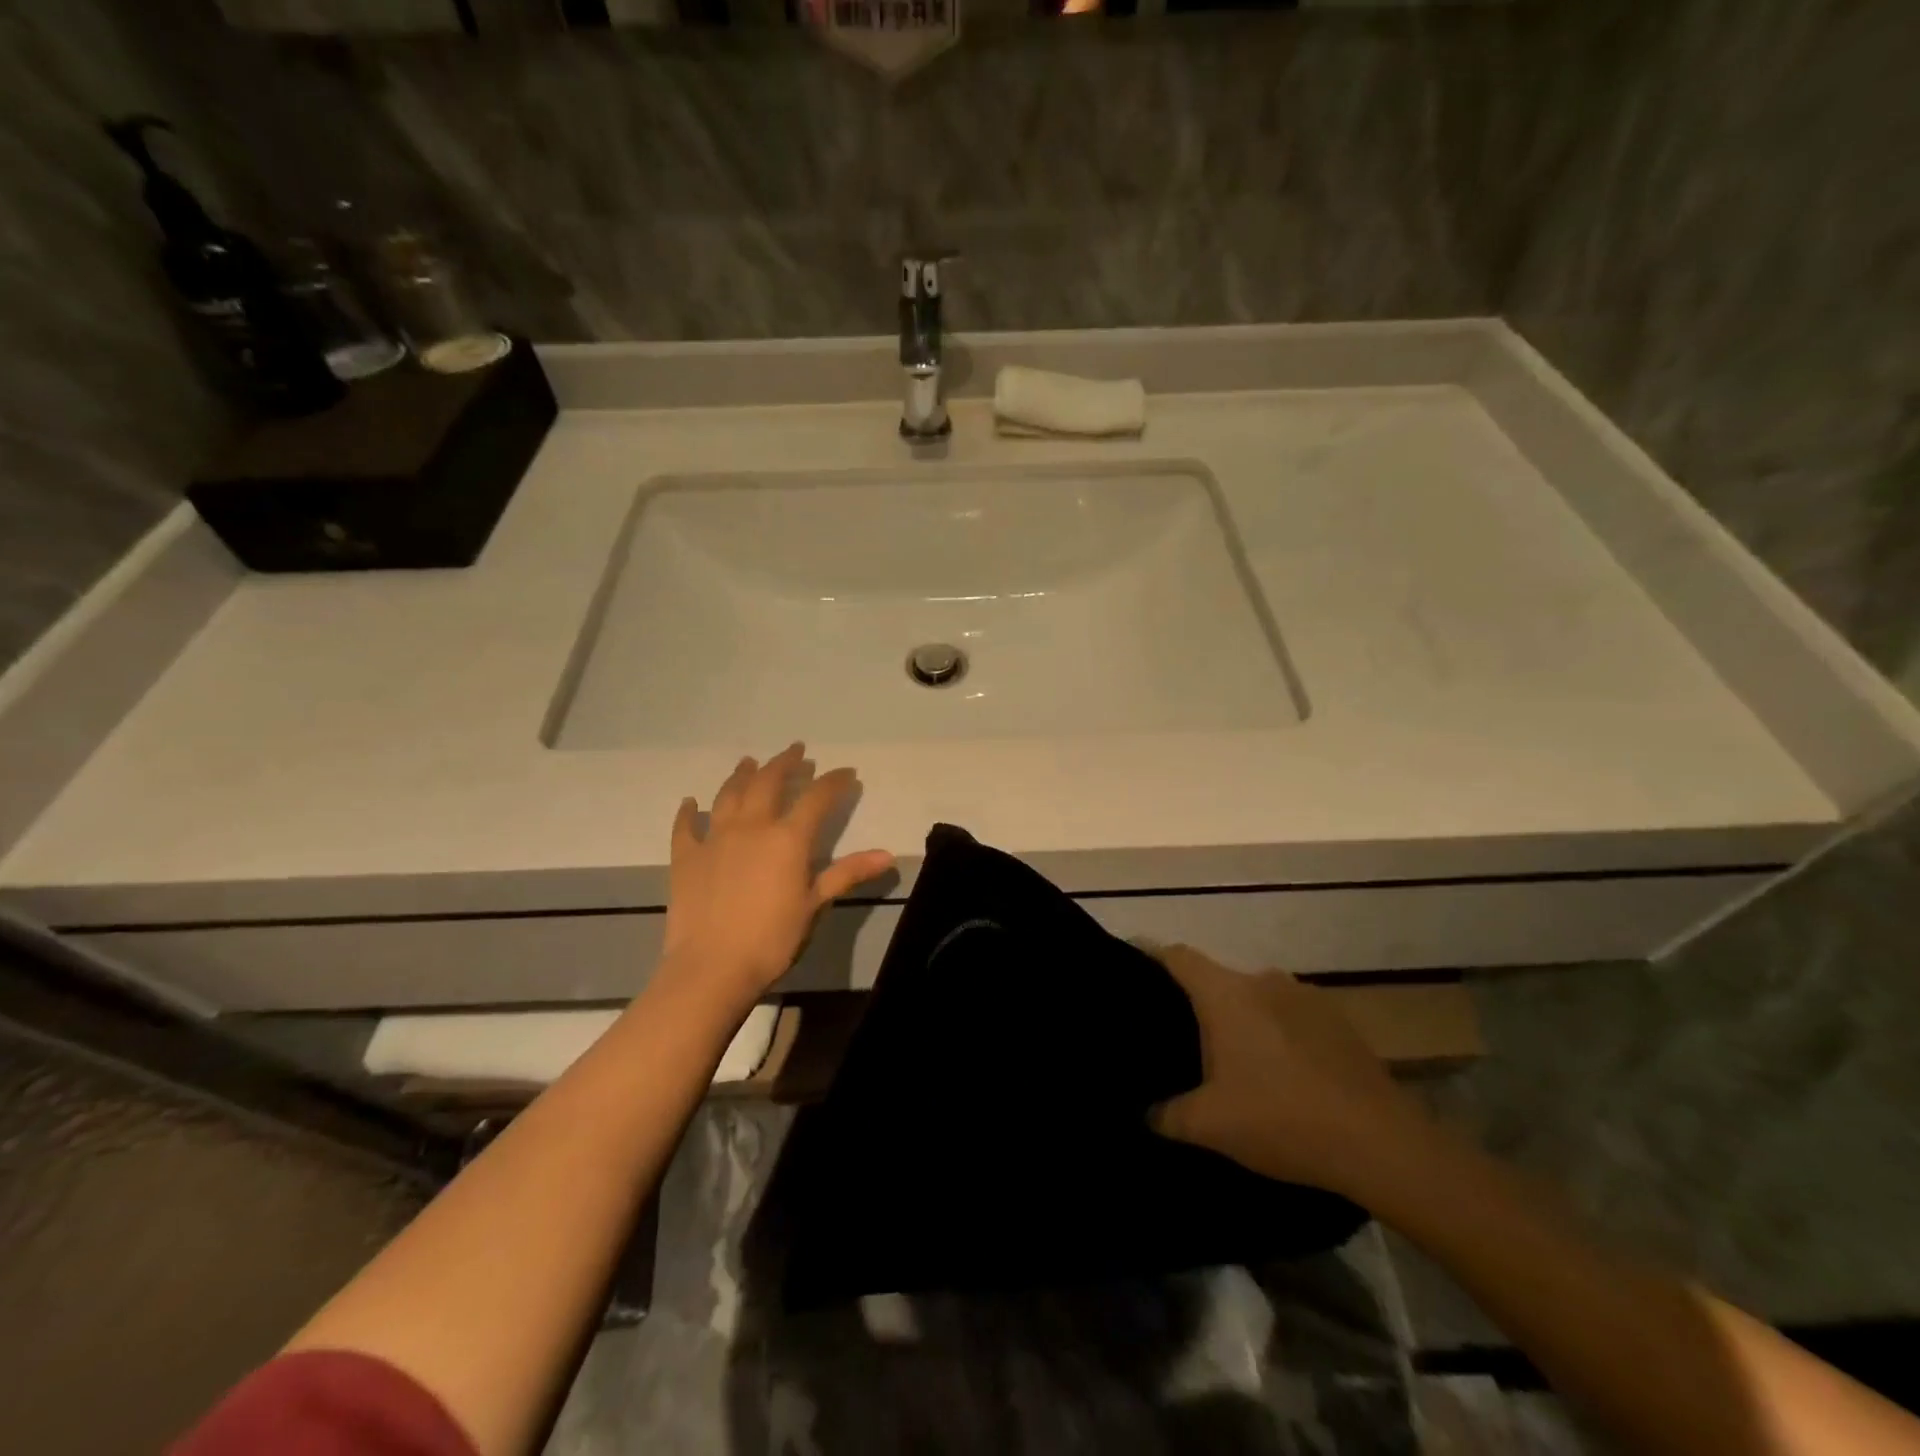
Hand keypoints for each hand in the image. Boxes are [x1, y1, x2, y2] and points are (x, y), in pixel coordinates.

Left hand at [661, 743, 894, 1008]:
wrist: (711, 967)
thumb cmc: (771, 938)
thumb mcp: (815, 905)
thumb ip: (847, 874)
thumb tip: (887, 854)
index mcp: (787, 838)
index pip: (817, 798)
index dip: (834, 782)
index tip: (847, 773)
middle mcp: (751, 826)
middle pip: (769, 782)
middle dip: (785, 763)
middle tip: (796, 750)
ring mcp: (714, 838)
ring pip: (729, 794)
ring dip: (741, 775)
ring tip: (749, 762)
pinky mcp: (686, 857)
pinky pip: (685, 826)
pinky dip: (688, 812)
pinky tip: (690, 802)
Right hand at [1148, 944, 1431, 1201]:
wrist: (1381, 1144)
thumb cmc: (1281, 1120)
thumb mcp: (1209, 1126)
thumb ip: (1166, 1116)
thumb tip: (1144, 1113)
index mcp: (1225, 993)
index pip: (1177, 956)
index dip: (1151, 958)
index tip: (1134, 974)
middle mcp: (1262, 979)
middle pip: (1216, 978)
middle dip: (1198, 1004)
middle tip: (1184, 1040)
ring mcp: (1305, 995)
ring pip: (1255, 997)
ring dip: (1242, 1020)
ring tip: (1236, 1061)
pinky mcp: (1337, 1019)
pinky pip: (1289, 1014)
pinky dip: (1277, 1032)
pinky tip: (1282, 1073)